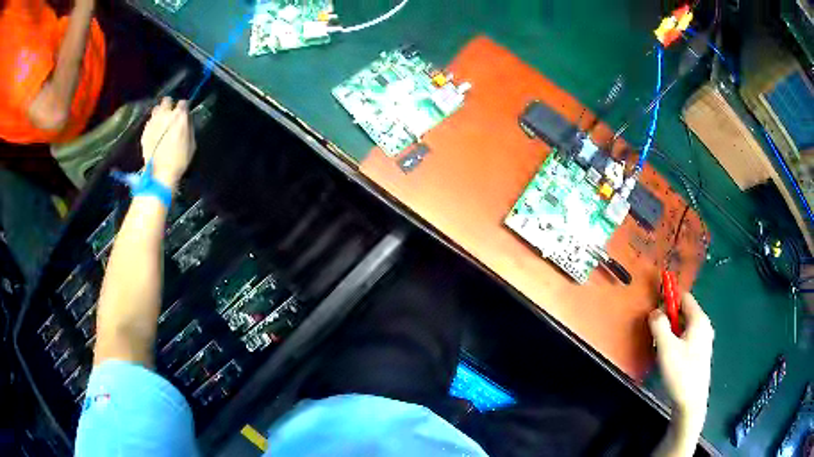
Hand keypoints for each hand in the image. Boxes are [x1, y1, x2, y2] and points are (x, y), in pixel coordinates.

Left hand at [141, 98, 195, 187]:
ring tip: (161, 121)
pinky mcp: (145, 131)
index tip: (183, 113)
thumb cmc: (180, 161)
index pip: (182, 103)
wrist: (160, 174)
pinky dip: (152, 123)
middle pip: (166, 100)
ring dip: (159, 113)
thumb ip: (189, 128)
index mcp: (179, 117)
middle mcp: (165, 115)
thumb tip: (186, 120)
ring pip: (156, 109)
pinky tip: (155, 131)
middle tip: (170, 114)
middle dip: (169, 105)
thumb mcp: (192, 144)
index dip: (183, 108)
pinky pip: (149, 121)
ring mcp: (153, 122)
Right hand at [649, 293, 713, 433]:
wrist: (690, 403)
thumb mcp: (666, 348)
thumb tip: (654, 312)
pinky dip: (677, 343)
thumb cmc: (681, 372)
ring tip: (662, 350)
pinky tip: (670, 359)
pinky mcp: (701, 354)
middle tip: (657, 336)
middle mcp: (704, 326)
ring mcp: (704, 341)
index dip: (669, 301)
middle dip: (669, 320)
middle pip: (684, 312)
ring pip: (685, 327)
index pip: (684, 297)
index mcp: (699, 320)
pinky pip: (687, 339)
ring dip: (671, 333)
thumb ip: (659, 325)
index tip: (656, 315)